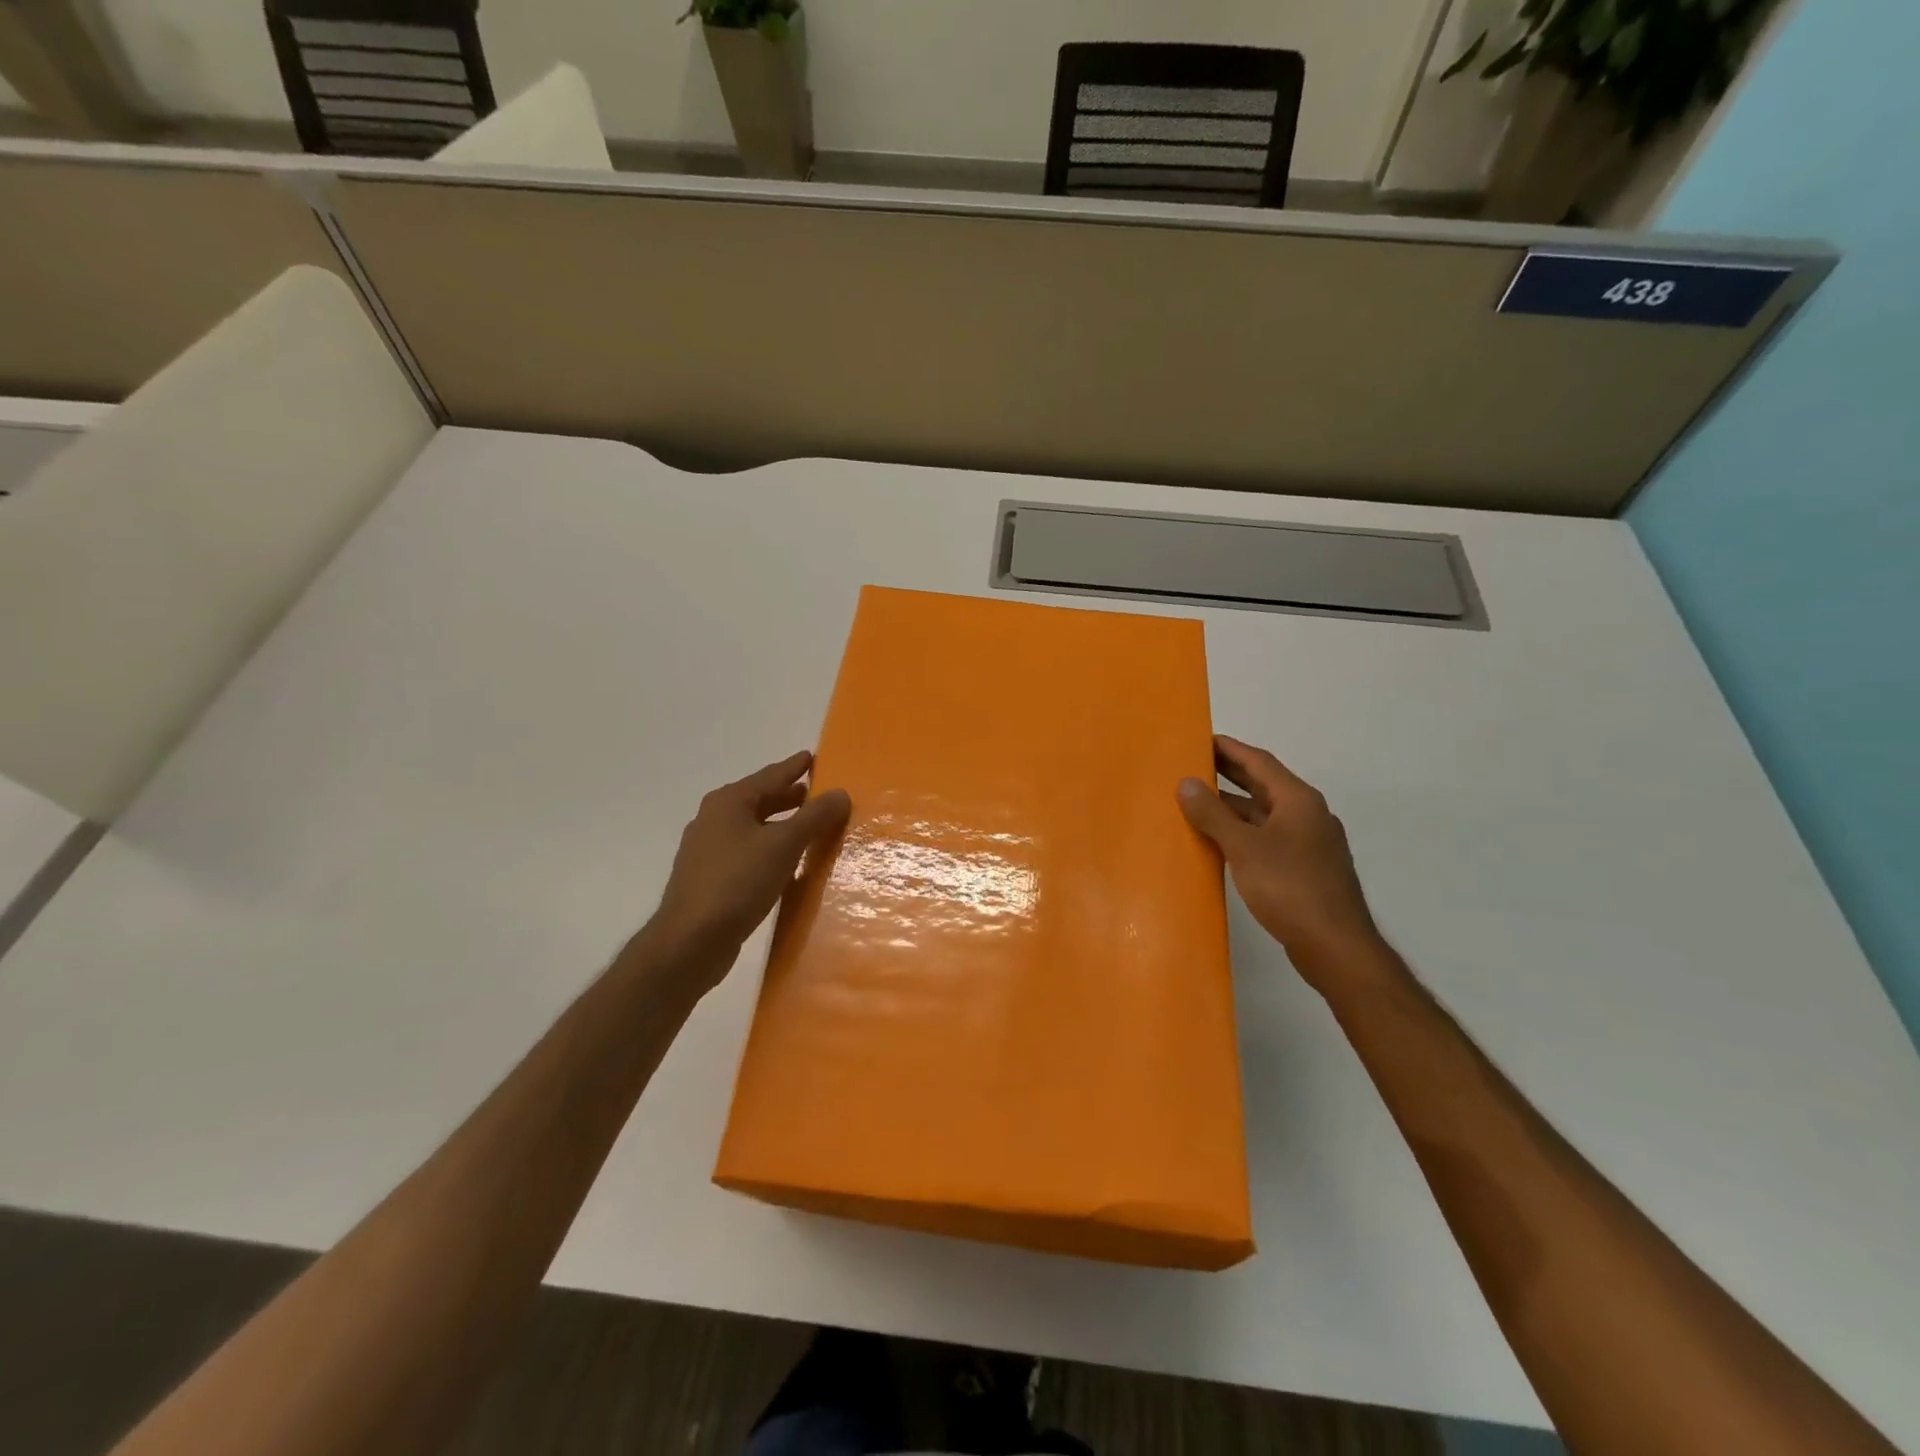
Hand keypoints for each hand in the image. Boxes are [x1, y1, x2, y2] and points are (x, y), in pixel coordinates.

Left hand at [640, 751, 850, 992]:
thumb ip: (814, 817)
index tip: (813, 757)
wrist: (690, 942)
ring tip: (809, 828)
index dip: (794, 767)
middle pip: (760, 800)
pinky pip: (748, 854)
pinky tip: (787, 865)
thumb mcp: (783, 845)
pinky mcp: (710, 880)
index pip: (770, 775)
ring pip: (753, 829)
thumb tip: (841, 793)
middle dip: (789, 797)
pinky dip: (769, 851)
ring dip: (781, 826)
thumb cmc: (737, 882)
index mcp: (729, 802)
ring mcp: (709, 851)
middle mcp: (714, 820)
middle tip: (817, 794)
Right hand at [1178, 735, 1382, 990]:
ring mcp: (1308, 843)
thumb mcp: (1244, 847)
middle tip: (1191, 764)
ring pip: (1263, 814)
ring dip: (1231, 806)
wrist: (1335, 946)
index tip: (1198, 738)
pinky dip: (1241, 832)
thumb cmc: (1290, 888)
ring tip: (1194, 802)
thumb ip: (1213, 814)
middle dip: (1228, 774)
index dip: (1228, 748)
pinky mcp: (1304, 869)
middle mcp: (1307, 815)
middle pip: (1262, 785)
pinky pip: (1266, 838)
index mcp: (1298, 800)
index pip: (1259, 761)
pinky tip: (1218, 842)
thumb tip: (1186, 782)